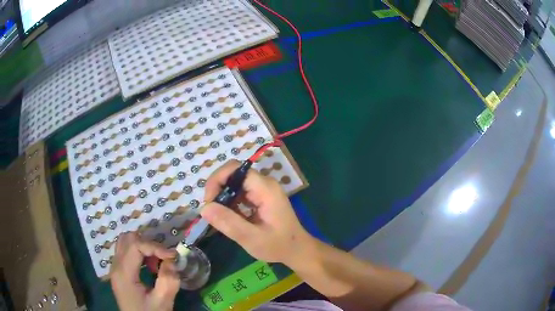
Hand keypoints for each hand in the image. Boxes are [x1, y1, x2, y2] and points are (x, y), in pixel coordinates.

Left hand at [110, 232, 179, 310]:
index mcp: (123, 273)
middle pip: (127, 238)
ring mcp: (115, 268)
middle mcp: (115, 266)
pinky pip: (126, 251)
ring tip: (156, 262)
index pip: (135, 245)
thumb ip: (168, 281)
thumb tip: (171, 261)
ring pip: (125, 242)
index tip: (173, 256)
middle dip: (148, 244)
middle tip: (163, 257)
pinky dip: (138, 252)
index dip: (155, 246)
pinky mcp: (118, 272)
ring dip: (142, 247)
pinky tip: (148, 266)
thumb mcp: (162, 302)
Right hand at [202, 160, 313, 266]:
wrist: (297, 250)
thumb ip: (229, 223)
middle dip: (217, 189)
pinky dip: (230, 202)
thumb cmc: (278, 245)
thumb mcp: (252, 238)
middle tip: (211, 212)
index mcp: (265, 189)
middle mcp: (264, 184)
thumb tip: (204, 208)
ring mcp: (263, 189)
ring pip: (234, 183)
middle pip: (233, 174)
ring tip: (219, 217)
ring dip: (222, 197)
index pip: (235, 169)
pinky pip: (240, 192)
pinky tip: (229, 217)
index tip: (209, 202)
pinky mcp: (260, 197)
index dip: (217, 180)